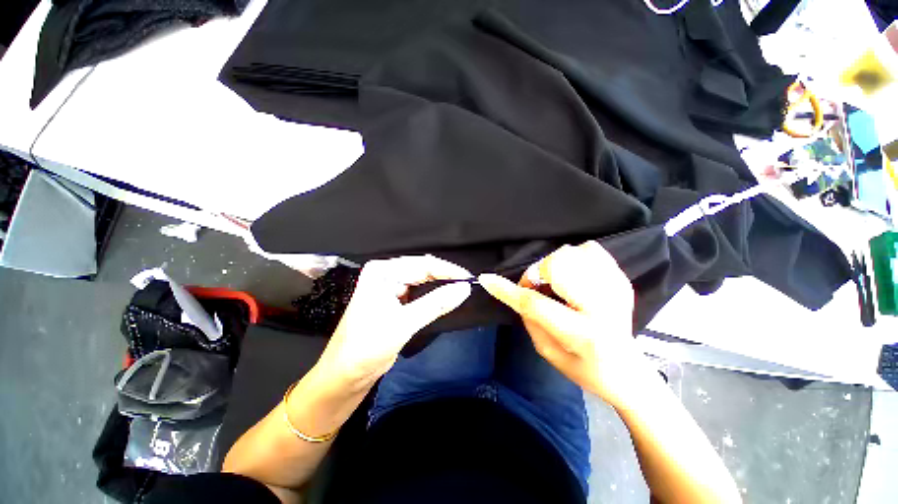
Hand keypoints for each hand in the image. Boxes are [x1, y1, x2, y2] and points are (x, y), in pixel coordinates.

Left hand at [316, 255, 471, 389]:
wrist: (344, 376)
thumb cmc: (367, 347)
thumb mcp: (403, 323)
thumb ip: (436, 304)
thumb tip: (464, 288)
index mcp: (382, 272)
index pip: (422, 264)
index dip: (447, 270)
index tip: (469, 278)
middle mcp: (385, 275)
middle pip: (422, 270)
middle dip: (445, 277)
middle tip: (467, 285)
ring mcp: (389, 288)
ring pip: (422, 281)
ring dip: (440, 286)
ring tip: (460, 290)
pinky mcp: (394, 302)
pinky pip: (418, 294)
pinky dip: (432, 296)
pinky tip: (445, 299)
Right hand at [479, 241, 656, 409]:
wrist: (629, 372)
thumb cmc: (584, 369)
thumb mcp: (548, 353)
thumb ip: (530, 319)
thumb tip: (518, 292)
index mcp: (582, 334)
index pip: (535, 304)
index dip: (507, 290)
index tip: (487, 279)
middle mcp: (602, 308)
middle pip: (558, 266)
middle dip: (537, 273)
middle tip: (537, 287)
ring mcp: (615, 289)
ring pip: (572, 253)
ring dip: (554, 266)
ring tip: (556, 283)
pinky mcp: (621, 280)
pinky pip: (590, 250)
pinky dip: (575, 257)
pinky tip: (575, 275)